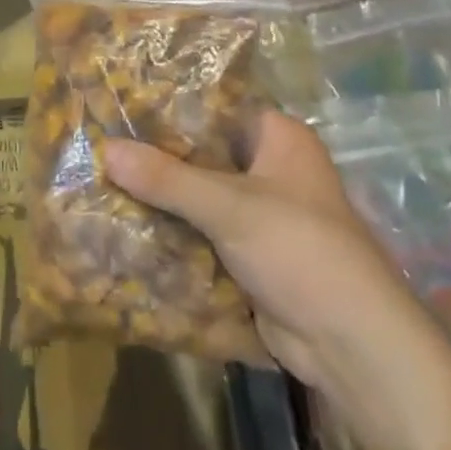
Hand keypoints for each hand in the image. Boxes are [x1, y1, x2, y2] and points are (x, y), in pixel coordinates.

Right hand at [104, 111, 407, 387]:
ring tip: (100, 179)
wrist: (351, 346)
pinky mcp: (250, 254)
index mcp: (278, 137)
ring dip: (160, 197)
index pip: (214, 106)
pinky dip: (173, 233)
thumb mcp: (230, 207)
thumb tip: (105, 149)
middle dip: (156, 156)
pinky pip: (202, 232)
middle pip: (202, 153)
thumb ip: (167, 178)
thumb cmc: (299, 250)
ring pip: (198, 195)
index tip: (118, 103)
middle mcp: (270, 167)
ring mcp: (260, 213)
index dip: (168, 106)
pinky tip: (125, 226)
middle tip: (100, 144)